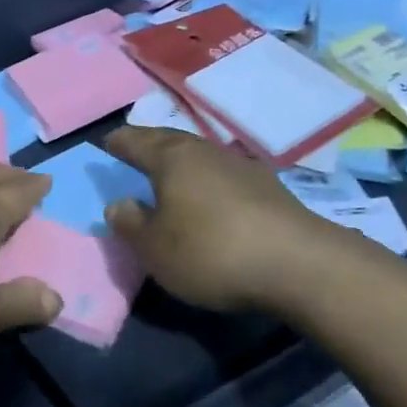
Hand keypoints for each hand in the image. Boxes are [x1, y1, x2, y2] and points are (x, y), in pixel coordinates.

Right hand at [101, 127, 373, 316]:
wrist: (300, 265)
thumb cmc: (212, 251)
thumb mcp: (155, 249)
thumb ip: (130, 224)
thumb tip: (118, 203)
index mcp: (171, 158)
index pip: (134, 141)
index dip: (117, 143)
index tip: (105, 145)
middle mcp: (204, 151)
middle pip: (168, 140)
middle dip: (148, 145)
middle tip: (133, 153)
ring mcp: (240, 166)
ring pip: (198, 156)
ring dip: (180, 163)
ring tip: (168, 176)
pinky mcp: (268, 187)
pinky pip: (222, 174)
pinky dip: (206, 180)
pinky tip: (209, 197)